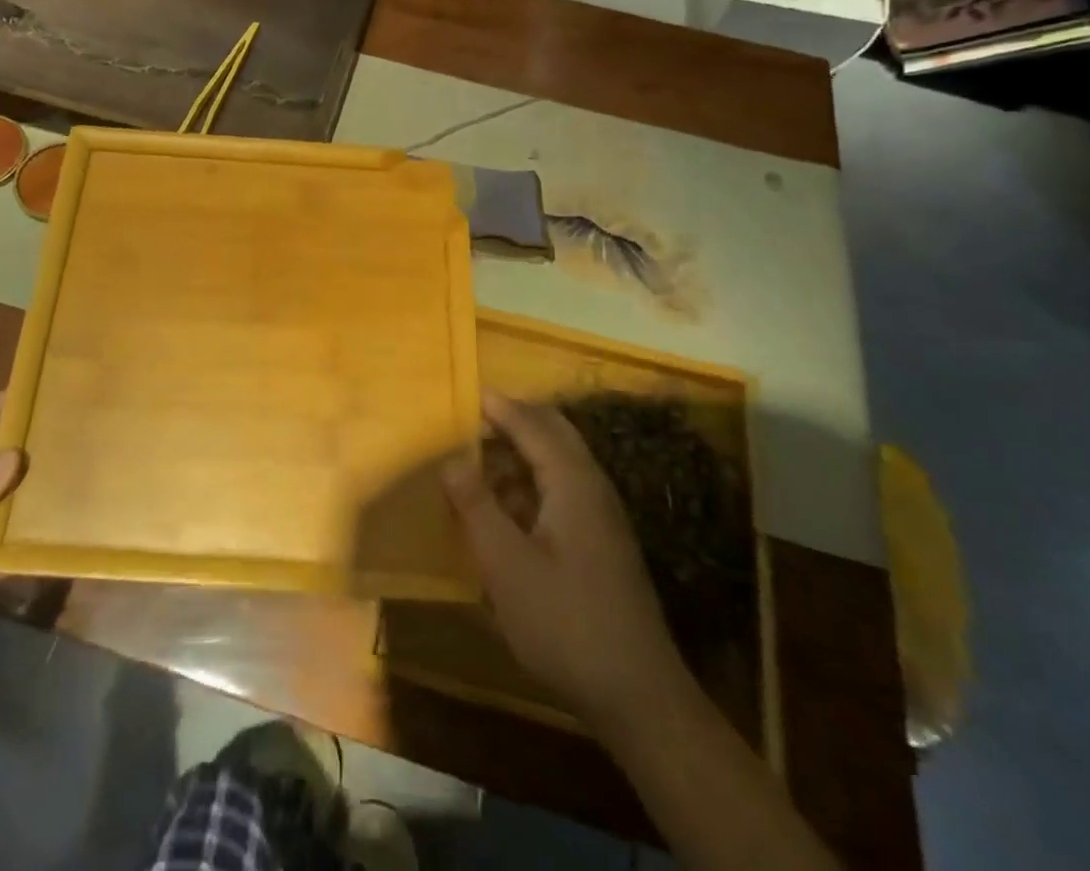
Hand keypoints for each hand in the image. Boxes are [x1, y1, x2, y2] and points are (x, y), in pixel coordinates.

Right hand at [441, 392, 680, 723]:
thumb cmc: (565, 622)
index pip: (533, 425)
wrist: (638, 696)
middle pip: (554, 434)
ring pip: (560, 462)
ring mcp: (603, 518)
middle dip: (516, 420)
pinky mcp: (602, 545)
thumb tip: (451, 460)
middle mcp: (593, 488)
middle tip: (475, 417)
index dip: (500, 408)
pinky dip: (533, 480)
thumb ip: (477, 507)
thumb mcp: (506, 565)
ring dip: (523, 451)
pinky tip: (508, 506)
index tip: (468, 392)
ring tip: (482, 457)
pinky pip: (563, 489)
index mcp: (573, 482)